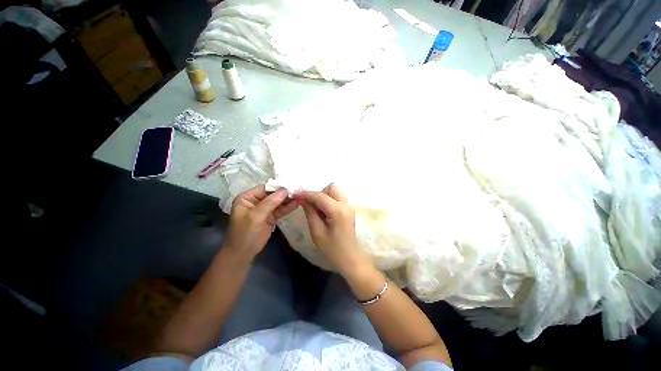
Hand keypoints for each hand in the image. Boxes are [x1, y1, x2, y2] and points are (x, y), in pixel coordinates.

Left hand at [225, 185, 298, 260]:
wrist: (243, 254)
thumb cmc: (245, 233)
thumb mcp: (256, 216)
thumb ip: (270, 202)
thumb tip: (285, 190)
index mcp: (247, 198)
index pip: (265, 188)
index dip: (278, 186)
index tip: (292, 185)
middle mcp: (256, 201)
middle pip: (273, 194)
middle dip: (285, 193)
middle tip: (299, 190)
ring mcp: (264, 209)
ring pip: (278, 202)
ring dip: (289, 199)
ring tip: (301, 195)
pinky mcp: (271, 216)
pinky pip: (281, 209)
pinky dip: (288, 207)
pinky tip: (297, 203)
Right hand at [296, 183, 370, 274]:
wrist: (350, 258)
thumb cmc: (333, 249)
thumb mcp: (317, 232)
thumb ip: (310, 213)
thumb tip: (302, 199)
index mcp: (338, 211)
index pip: (320, 196)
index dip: (306, 194)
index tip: (295, 194)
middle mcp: (345, 204)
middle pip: (331, 187)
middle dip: (319, 193)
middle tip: (311, 205)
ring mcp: (349, 206)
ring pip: (335, 191)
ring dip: (324, 196)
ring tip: (317, 209)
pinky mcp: (348, 209)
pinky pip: (337, 197)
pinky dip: (329, 200)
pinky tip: (324, 212)